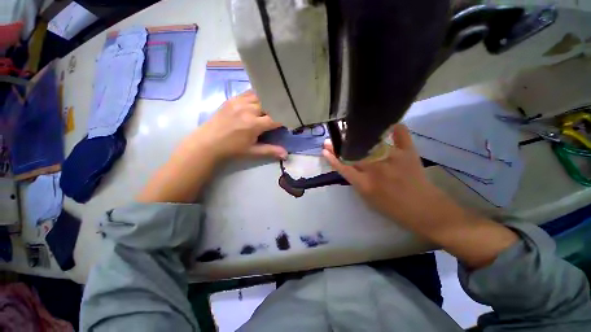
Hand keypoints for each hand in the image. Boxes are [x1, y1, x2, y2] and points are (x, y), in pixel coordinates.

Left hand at [196, 90, 286, 159]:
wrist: (208, 142)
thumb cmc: (232, 149)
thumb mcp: (252, 151)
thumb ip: (270, 150)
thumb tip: (286, 154)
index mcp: (253, 124)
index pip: (275, 118)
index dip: (284, 119)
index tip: (289, 121)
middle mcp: (248, 110)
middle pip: (269, 104)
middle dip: (276, 109)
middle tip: (281, 113)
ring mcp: (239, 102)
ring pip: (260, 95)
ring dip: (267, 101)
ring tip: (272, 105)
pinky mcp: (232, 99)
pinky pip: (249, 93)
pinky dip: (257, 96)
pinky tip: (259, 100)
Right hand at [323, 123, 517, 268]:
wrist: (425, 210)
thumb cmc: (394, 209)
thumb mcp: (368, 199)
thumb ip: (357, 182)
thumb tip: (348, 166)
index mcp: (365, 183)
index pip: (343, 167)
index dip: (332, 158)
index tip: (324, 149)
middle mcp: (376, 169)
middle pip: (353, 153)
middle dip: (340, 145)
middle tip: (332, 139)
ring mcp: (393, 158)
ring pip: (371, 143)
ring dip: (358, 137)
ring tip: (350, 131)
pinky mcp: (409, 153)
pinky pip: (401, 135)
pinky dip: (395, 128)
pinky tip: (389, 122)